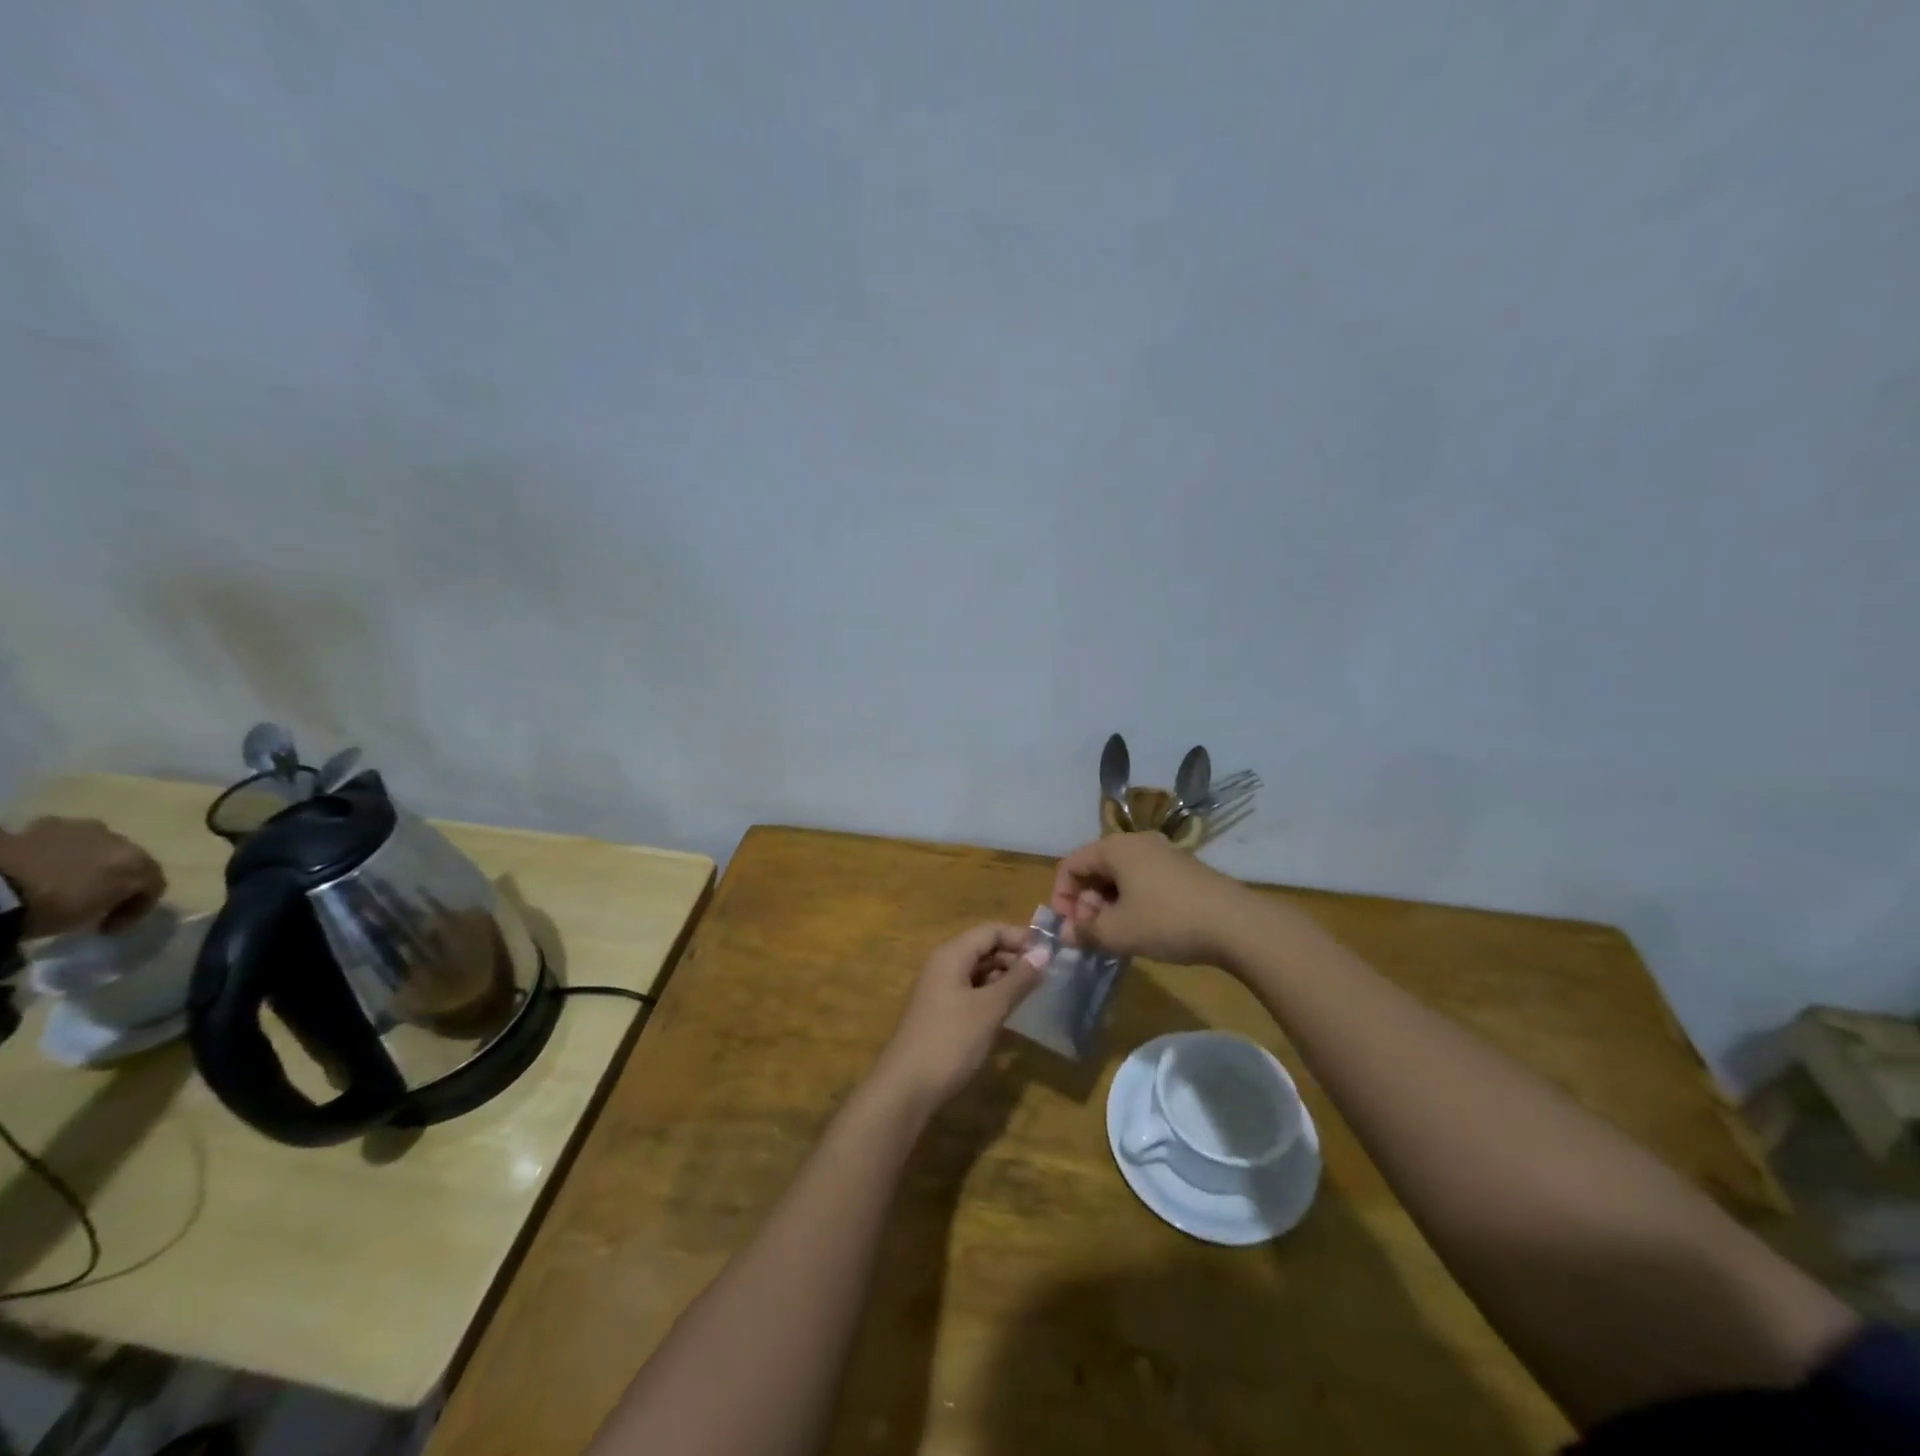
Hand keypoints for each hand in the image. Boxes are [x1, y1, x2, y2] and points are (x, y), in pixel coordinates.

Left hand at [0, 817, 166, 936]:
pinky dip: (57, 852)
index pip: (153, 884)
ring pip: (96, 845)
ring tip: (63, 880)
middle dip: (114, 878)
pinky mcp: (45, 824)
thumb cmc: (50, 906)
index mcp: (138, 862)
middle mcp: (120, 838)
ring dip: (87, 862)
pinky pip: (60, 840)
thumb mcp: (89, 917)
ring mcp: (81, 828)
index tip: (110, 928)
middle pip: (128, 859)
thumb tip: (107, 901)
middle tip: (93, 900)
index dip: (137, 907)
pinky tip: (40, 867)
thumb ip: (110, 903)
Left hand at [869, 923, 1044, 1108]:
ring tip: (1032, 994)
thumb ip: (1018, 979)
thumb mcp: (990, 1008)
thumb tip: (1045, 952)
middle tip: (1046, 977)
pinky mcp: (941, 1013)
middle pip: (984, 948)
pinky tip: (1009, 1013)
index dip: (1020, 937)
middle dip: (1015, 958)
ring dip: (1005, 978)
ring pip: (979, 971)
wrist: (906, 1088)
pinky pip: (972, 992)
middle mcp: (944, 965)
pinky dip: (992, 996)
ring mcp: (940, 990)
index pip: (991, 930)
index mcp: (952, 954)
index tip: (1050, 955)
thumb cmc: (950, 1040)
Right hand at [1048, 832, 1247, 964]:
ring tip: (1117, 935)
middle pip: (1095, 868)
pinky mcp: (1183, 870)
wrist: (1237, 925)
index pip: (1070, 865)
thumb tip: (1066, 933)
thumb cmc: (1167, 921)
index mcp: (1115, 848)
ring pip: (1120, 876)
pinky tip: (1144, 929)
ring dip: (1109, 905)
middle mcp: (1137, 842)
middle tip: (1093, 934)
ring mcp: (1164, 854)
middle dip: (1086, 902)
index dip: (1062, 897)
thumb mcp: (1118, 932)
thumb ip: (1085, 932)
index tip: (1070, 928)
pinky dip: (1133, 902)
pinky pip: (1143, 880)